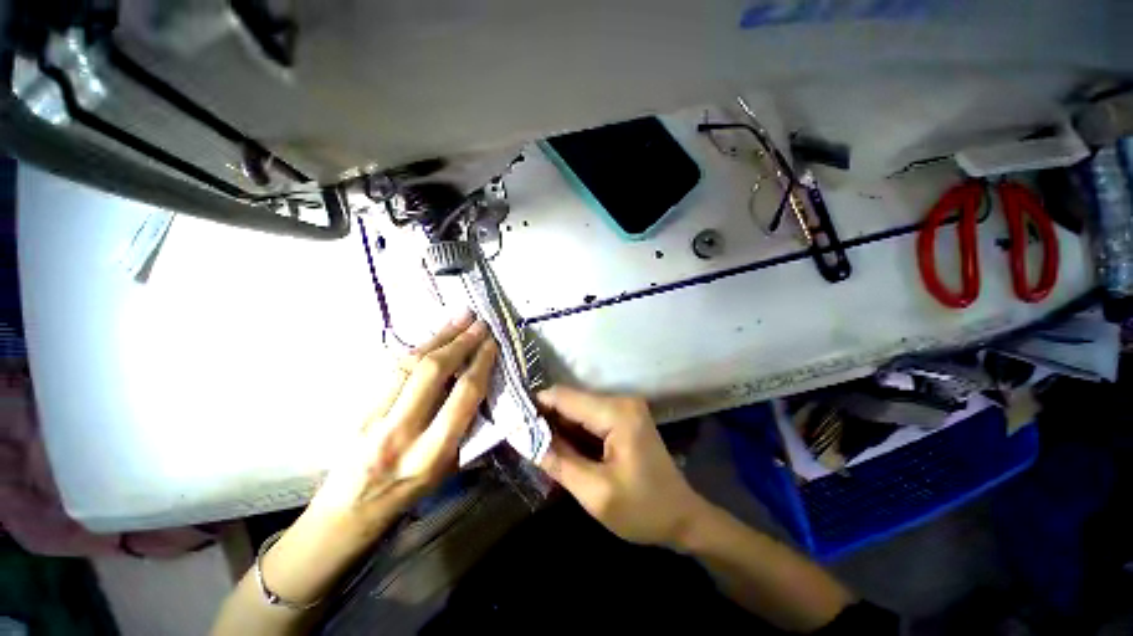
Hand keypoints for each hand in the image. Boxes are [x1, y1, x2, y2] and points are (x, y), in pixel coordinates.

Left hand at [308, 311, 497, 532]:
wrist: (350, 510)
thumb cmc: (410, 493)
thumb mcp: (449, 469)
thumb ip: (469, 429)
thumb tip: (486, 389)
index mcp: (432, 453)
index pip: (464, 395)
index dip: (481, 364)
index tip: (492, 344)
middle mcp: (402, 433)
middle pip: (433, 373)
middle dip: (460, 342)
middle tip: (478, 323)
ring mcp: (374, 418)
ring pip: (409, 365)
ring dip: (438, 337)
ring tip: (459, 318)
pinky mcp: (359, 408)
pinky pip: (392, 369)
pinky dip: (417, 347)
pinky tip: (433, 335)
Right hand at [536, 385, 707, 545]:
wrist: (683, 517)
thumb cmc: (643, 510)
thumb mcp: (594, 493)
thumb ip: (558, 461)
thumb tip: (524, 437)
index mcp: (616, 412)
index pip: (564, 397)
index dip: (535, 407)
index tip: (512, 423)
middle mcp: (620, 400)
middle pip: (570, 400)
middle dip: (545, 419)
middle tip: (521, 441)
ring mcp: (623, 407)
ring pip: (577, 409)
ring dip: (557, 426)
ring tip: (537, 447)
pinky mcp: (623, 417)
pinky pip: (588, 417)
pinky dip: (572, 431)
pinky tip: (559, 448)